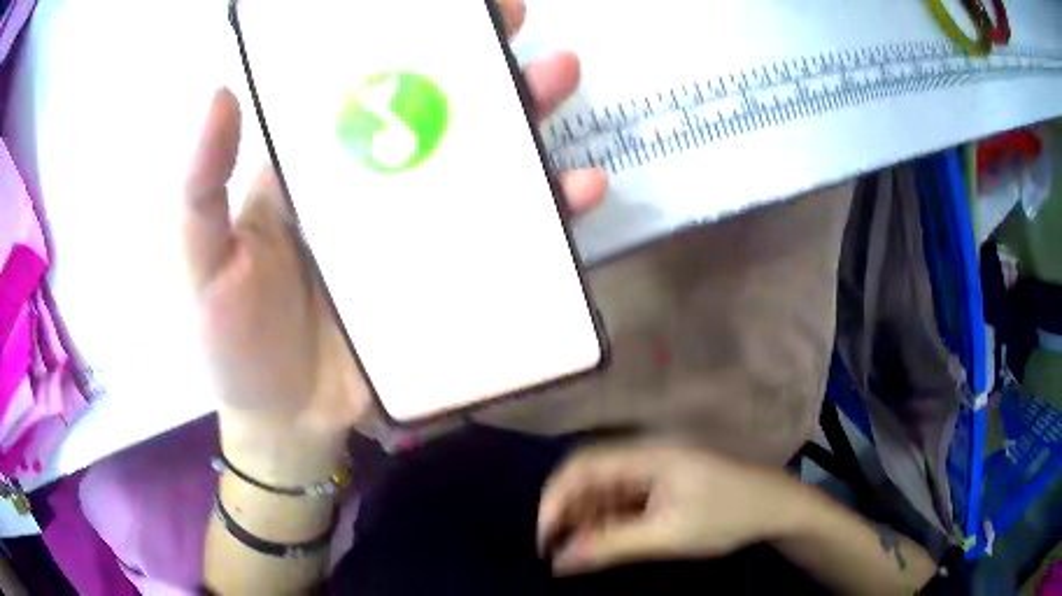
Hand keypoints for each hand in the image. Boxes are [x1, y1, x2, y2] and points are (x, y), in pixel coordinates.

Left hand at [182, 0, 607, 446]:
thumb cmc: (234, 345)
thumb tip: (220, 94)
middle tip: (523, 28)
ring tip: (561, 80)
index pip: (364, 87)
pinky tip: (580, 189)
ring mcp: (418, 237)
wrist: (286, 423)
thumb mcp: (202, 262)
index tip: (449, 7)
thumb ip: (201, 187)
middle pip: (438, 113)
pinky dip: (548, 213)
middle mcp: (373, 189)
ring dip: (527, 120)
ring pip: (483, 166)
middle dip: (480, 64)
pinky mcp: (451, 283)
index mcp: (315, 171)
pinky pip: (508, 239)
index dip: (403, 42)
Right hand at [537, 442, 800, 574]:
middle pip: (589, 477)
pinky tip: (609, 541)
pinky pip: (624, 499)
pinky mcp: (663, 484)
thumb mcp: (668, 535)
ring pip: (605, 490)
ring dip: (588, 520)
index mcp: (646, 456)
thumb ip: (611, 545)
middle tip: (560, 552)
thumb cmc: (726, 515)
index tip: (546, 540)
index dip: (554, 501)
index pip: (581, 468)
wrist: (775, 507)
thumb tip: (561, 560)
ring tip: (583, 552)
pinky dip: (609, 521)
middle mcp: (645, 455)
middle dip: (569, 513)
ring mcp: (655, 469)